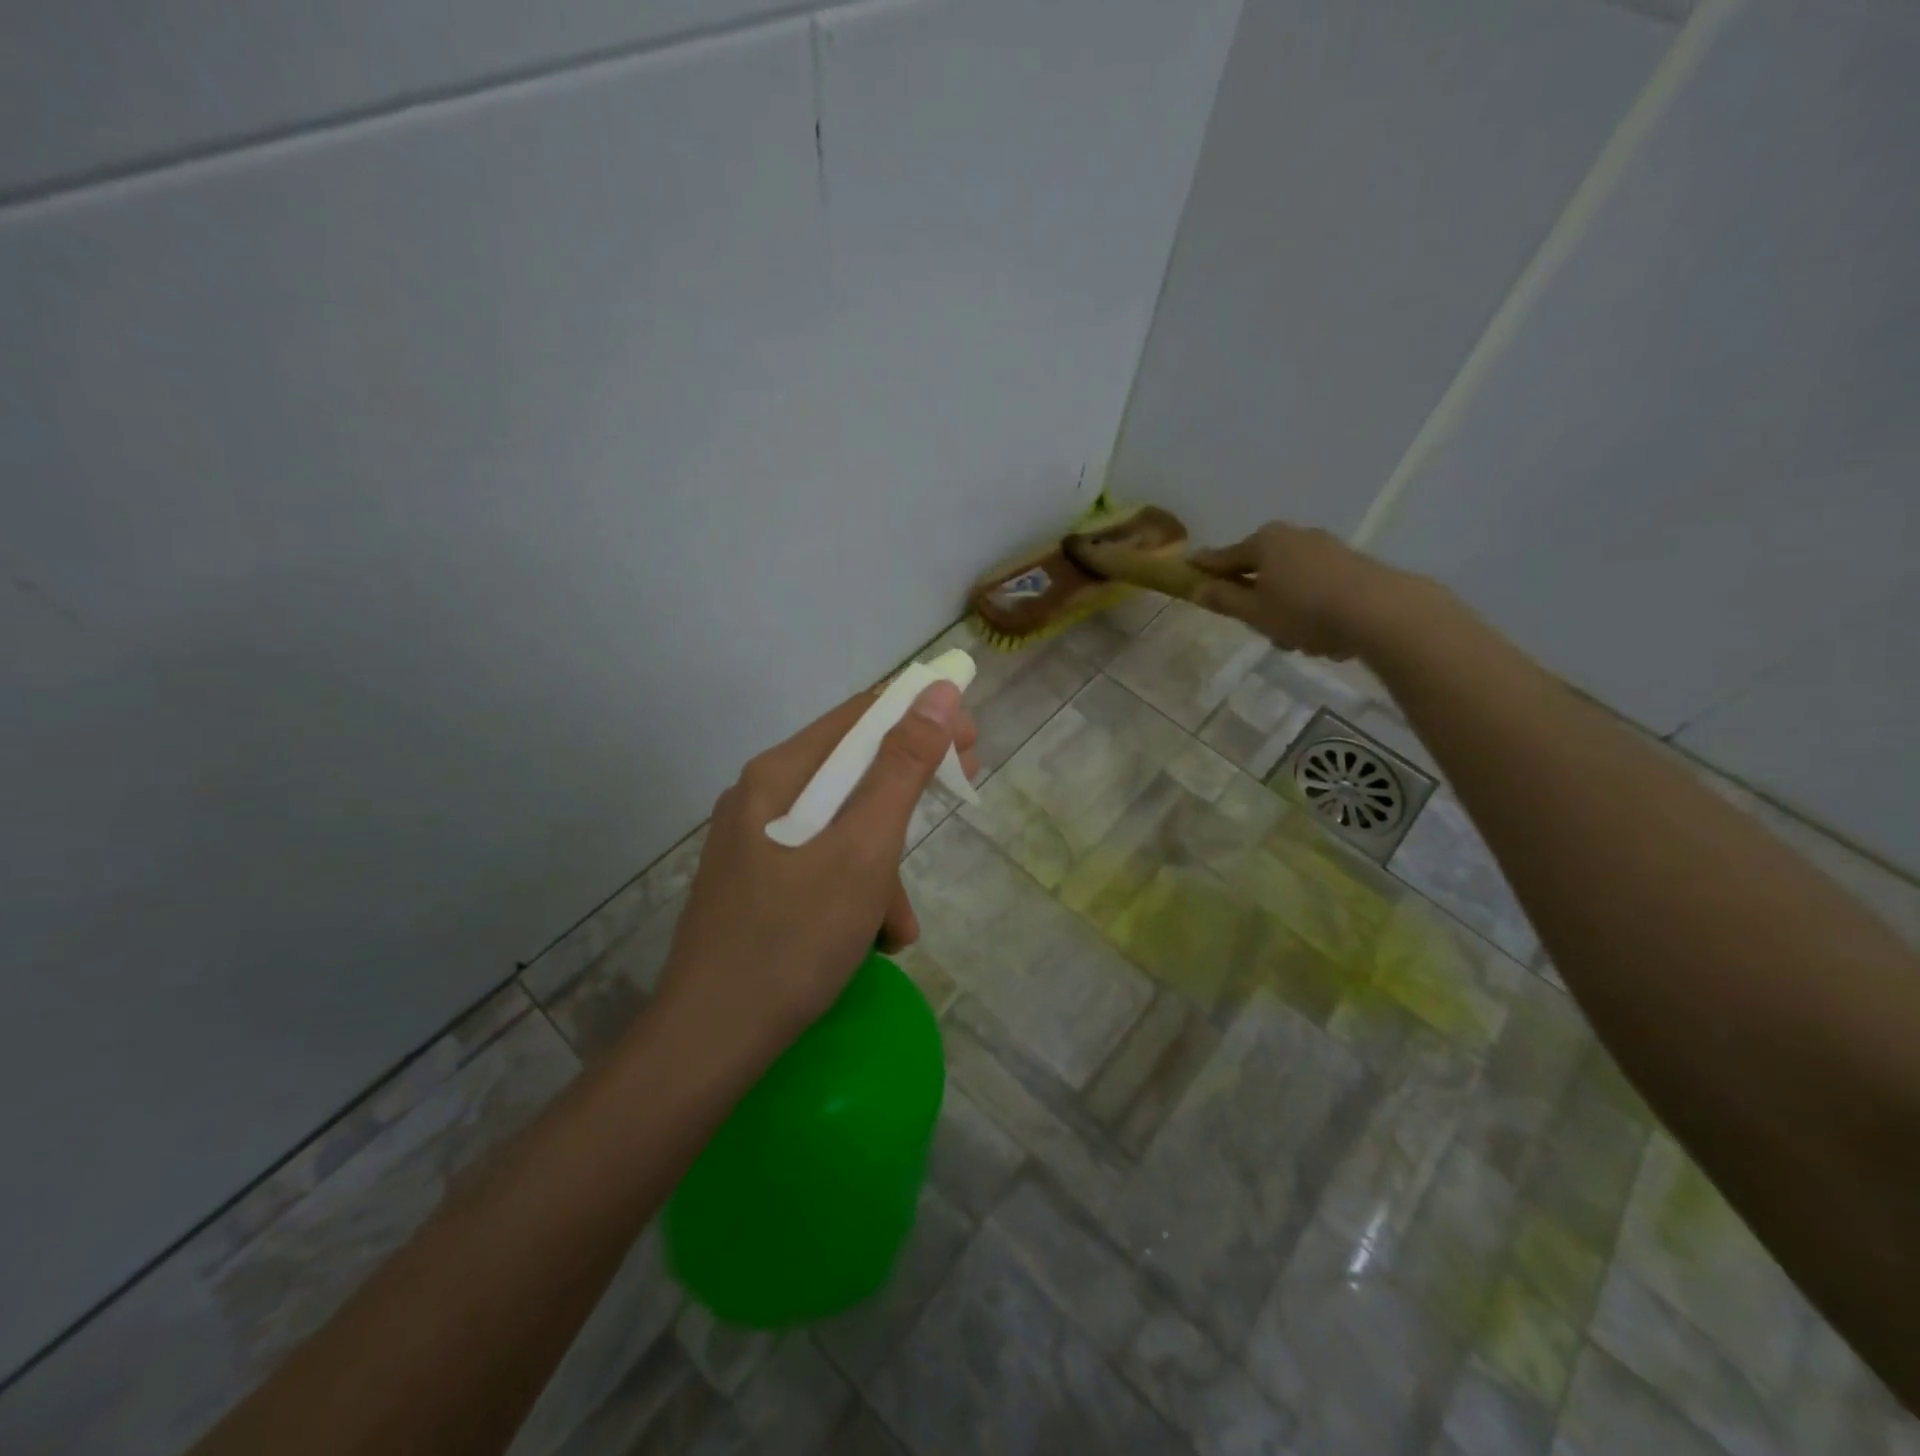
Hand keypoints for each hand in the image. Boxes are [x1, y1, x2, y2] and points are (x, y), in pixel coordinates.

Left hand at [653, 681, 978, 1059]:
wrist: (710, 1040)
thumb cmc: (794, 938)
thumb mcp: (864, 849)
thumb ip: (903, 769)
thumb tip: (938, 692)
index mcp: (779, 774)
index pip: (862, 715)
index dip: (922, 718)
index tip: (970, 745)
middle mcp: (761, 796)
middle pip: (851, 771)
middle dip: (907, 795)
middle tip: (956, 800)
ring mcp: (753, 843)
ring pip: (840, 828)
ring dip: (882, 866)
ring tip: (898, 927)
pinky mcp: (755, 884)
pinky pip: (820, 865)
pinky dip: (854, 892)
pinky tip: (870, 941)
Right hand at [1189, 521, 1401, 658]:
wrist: (1380, 611)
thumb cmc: (1304, 611)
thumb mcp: (1254, 612)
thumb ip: (1224, 600)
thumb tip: (1198, 588)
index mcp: (1264, 542)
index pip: (1224, 557)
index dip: (1204, 568)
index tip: (1187, 570)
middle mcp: (1294, 536)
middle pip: (1259, 568)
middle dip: (1254, 597)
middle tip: (1255, 626)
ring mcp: (1325, 548)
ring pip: (1289, 581)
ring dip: (1284, 608)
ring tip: (1296, 639)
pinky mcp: (1351, 564)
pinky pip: (1316, 587)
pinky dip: (1310, 607)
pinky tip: (1322, 633)